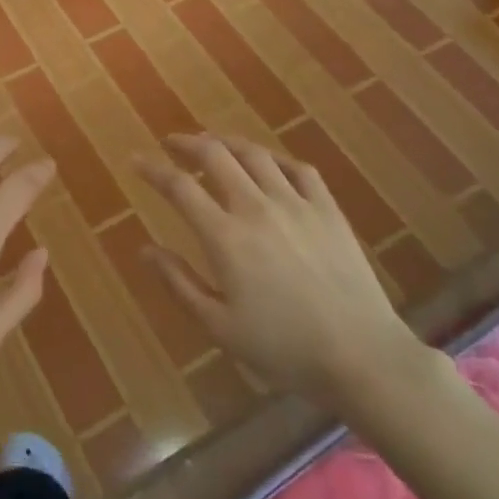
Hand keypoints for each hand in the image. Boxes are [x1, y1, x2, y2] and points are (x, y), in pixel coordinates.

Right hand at [138, 134, 432, 412]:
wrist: (362, 356)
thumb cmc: (284, 349)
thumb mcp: (220, 326)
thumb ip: (180, 283)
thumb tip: (145, 249)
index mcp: (225, 237)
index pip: (179, 187)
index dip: (153, 169)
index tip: (136, 160)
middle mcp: (256, 207)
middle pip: (215, 156)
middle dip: (187, 143)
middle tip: (172, 144)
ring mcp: (296, 203)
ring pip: (255, 154)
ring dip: (227, 143)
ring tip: (213, 144)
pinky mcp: (327, 209)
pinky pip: (299, 168)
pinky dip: (276, 158)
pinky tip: (269, 164)